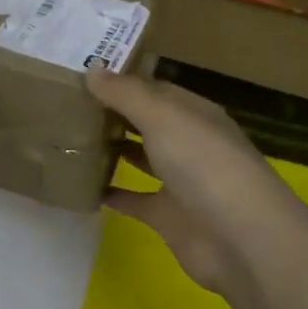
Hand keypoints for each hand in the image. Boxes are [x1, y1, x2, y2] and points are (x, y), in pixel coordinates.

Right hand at [85, 65, 307, 298]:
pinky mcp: (168, 216)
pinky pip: (133, 200)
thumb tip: (92, 70)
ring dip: (113, 149)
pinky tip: (81, 185)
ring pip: (141, 158)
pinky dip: (111, 193)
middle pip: (147, 122)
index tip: (82, 77)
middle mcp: (188, 143)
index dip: (122, 82)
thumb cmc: (204, 164)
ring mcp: (180, 181)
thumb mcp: (163, 117)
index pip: (155, 89)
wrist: (239, 238)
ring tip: (71, 138)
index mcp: (194, 113)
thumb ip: (126, 94)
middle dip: (114, 114)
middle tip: (67, 105)